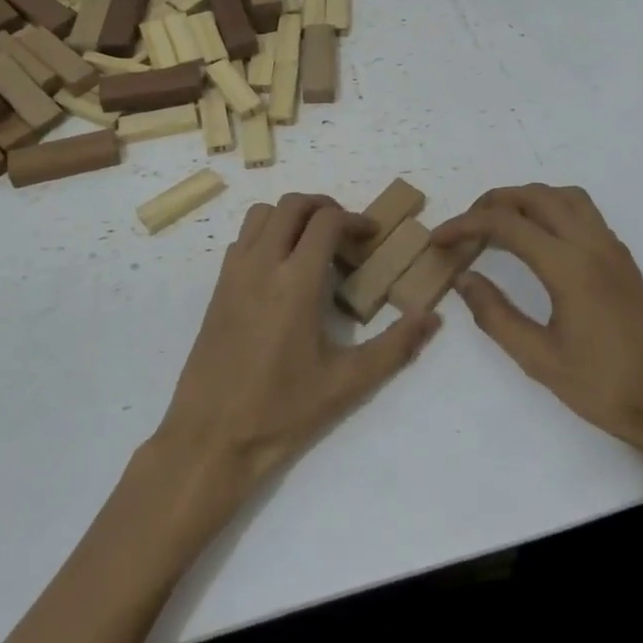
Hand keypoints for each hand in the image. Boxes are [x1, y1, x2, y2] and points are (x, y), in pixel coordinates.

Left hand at [152, 194, 440, 495]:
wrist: (210, 437)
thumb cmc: (282, 411)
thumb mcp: (348, 383)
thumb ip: (395, 347)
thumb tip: (431, 318)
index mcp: (295, 281)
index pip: (326, 221)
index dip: (355, 219)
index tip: (371, 236)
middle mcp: (261, 264)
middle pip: (292, 204)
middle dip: (324, 207)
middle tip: (346, 232)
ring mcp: (233, 274)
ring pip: (262, 215)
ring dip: (291, 216)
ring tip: (313, 243)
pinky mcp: (217, 288)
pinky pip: (242, 239)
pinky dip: (266, 234)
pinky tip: (281, 270)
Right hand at [432, 185, 642, 496]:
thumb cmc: (605, 387)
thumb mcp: (539, 359)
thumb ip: (495, 314)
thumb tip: (464, 277)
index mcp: (569, 266)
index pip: (506, 224)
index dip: (465, 225)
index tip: (438, 239)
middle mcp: (592, 244)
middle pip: (535, 196)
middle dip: (492, 203)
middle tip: (464, 228)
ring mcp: (612, 248)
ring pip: (563, 196)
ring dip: (526, 199)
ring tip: (498, 225)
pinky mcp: (622, 259)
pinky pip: (583, 212)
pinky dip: (551, 209)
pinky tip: (538, 241)